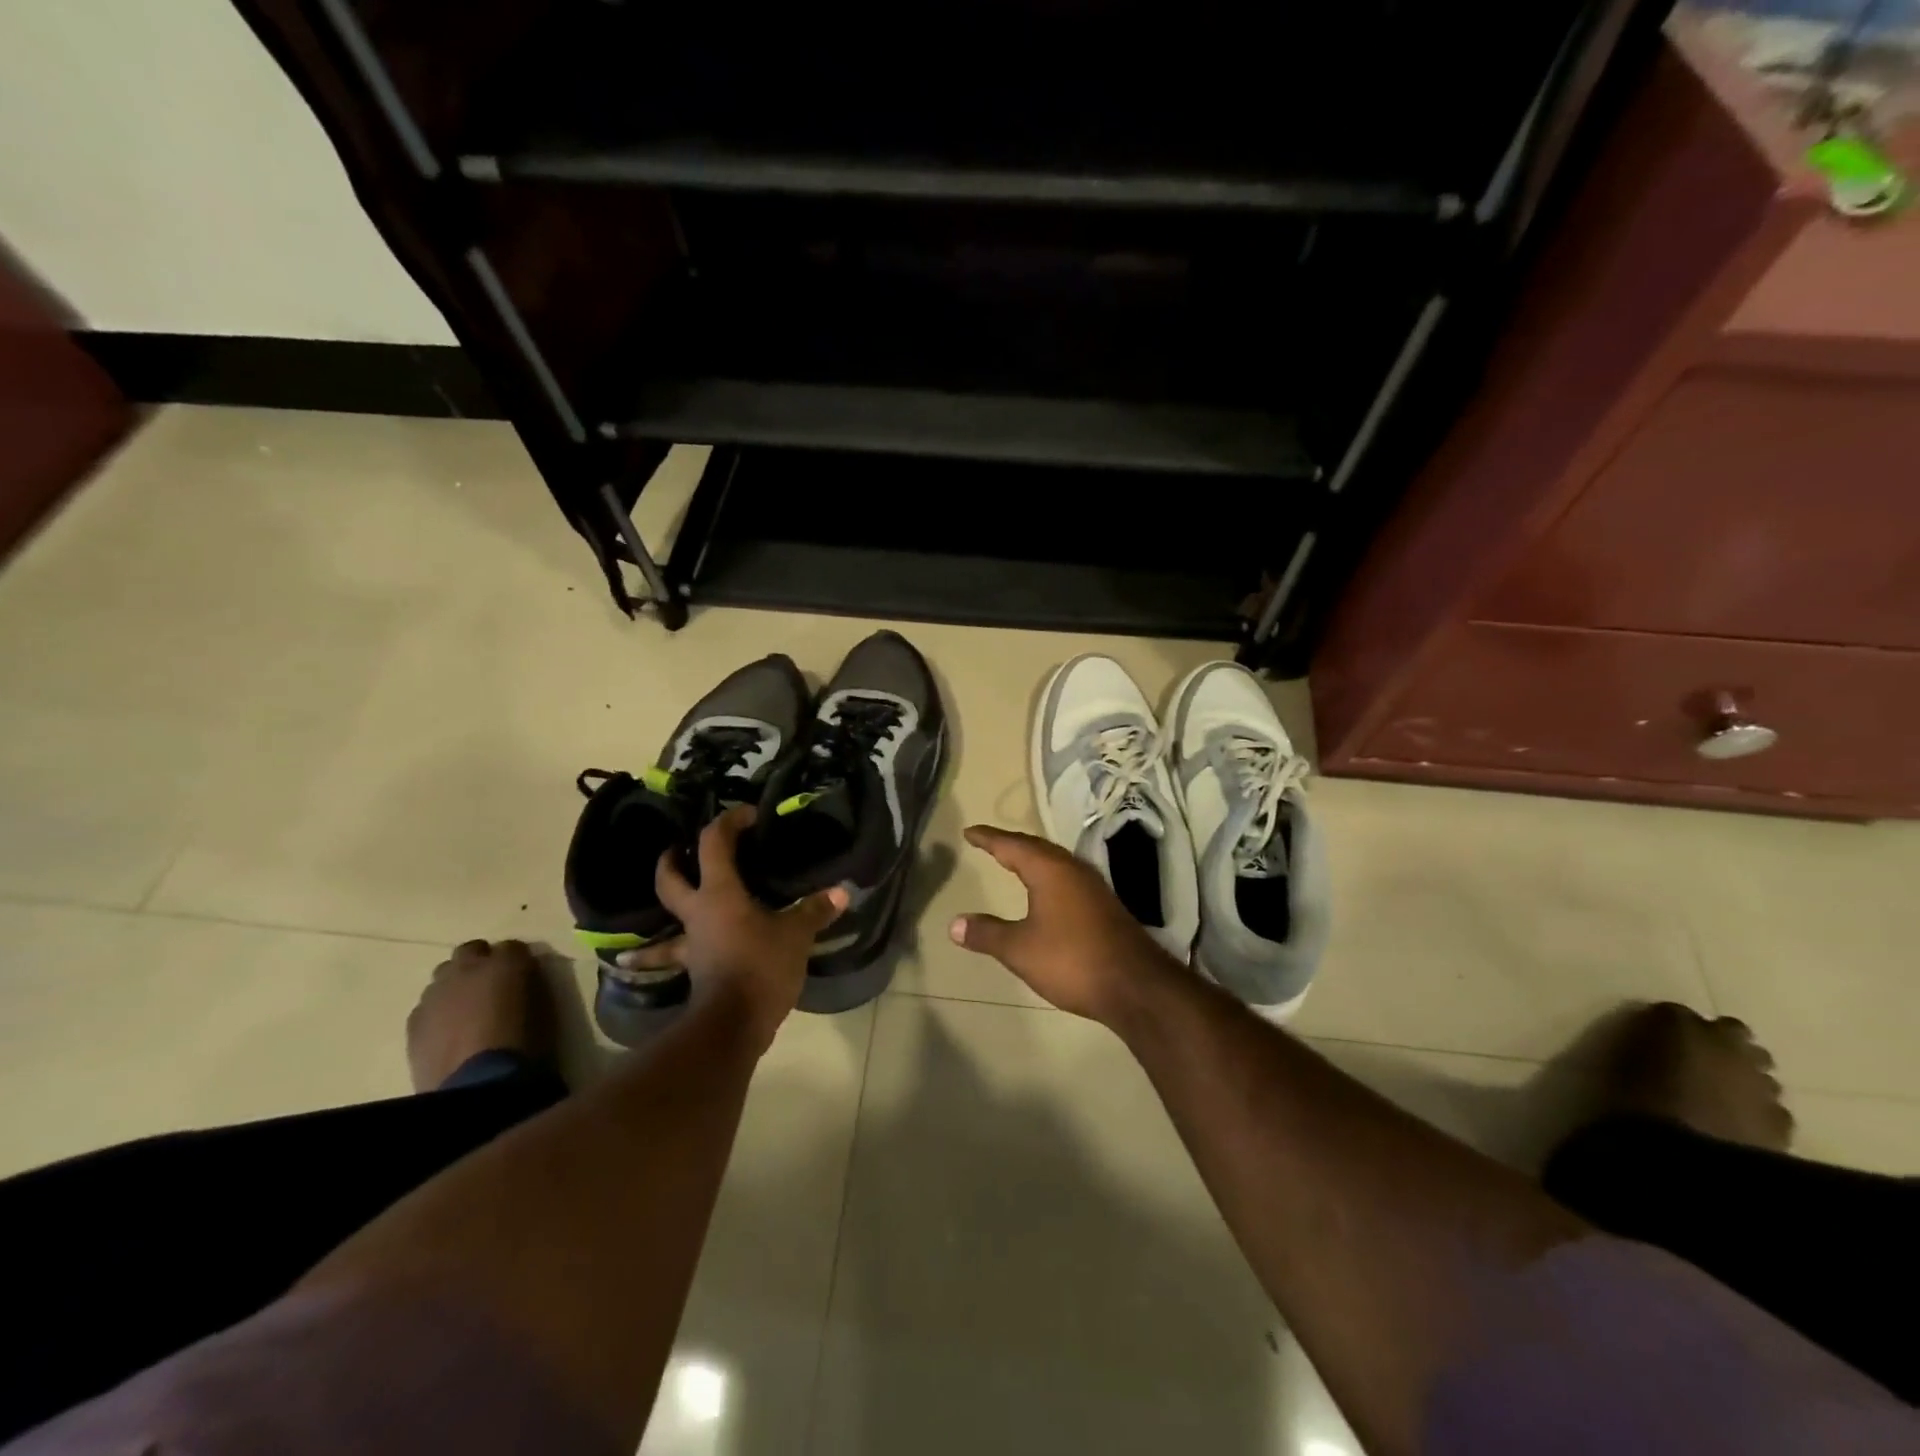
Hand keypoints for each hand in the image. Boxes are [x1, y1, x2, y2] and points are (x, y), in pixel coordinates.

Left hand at [616, 805, 845, 1050]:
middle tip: (678, 849)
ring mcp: (692, 944)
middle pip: (670, 880)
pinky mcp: (695, 970)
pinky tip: (643, 962)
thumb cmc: (762, 967)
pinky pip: (675, 956)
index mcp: (720, 893)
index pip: (714, 844)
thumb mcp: (796, 935)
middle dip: (672, 860)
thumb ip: (815, 911)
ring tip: (663, 905)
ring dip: (661, 909)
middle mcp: (698, 913)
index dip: (728, 822)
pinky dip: (659, 956)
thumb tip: (841, 891)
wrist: (733, 1024)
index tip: (748, 815)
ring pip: (666, 922)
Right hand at [949, 824, 1176, 1024]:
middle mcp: (1073, 869)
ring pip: (1056, 862)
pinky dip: (1048, 876)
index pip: (1012, 845)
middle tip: (990, 843)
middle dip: (1011, 844)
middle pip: (1036, 848)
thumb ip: (987, 933)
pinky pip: (1068, 878)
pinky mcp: (1104, 906)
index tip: (970, 832)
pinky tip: (1047, 893)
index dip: (989, 838)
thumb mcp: (1020, 949)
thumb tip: (954, 923)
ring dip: (1033, 859)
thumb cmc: (1072, 960)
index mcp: (1049, 870)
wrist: (1136, 986)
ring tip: (1014, 862)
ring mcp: (1093, 887)